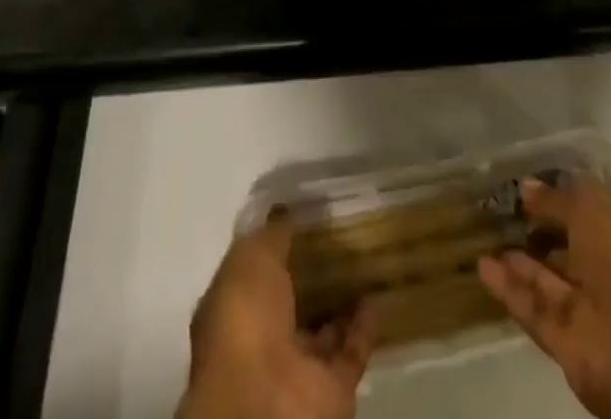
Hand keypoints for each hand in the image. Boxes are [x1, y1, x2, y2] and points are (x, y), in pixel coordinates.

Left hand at [176, 214, 375, 418]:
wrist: (266, 406)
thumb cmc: (245, 323)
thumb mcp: (251, 260)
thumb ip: (271, 235)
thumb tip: (285, 212)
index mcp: (232, 312)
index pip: (254, 273)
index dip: (276, 246)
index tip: (303, 214)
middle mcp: (261, 341)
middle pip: (290, 301)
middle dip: (311, 272)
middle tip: (341, 231)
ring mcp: (297, 368)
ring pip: (323, 327)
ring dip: (341, 298)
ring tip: (365, 256)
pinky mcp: (332, 388)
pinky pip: (352, 351)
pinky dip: (365, 326)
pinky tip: (378, 292)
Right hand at [478, 178, 610, 418]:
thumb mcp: (593, 209)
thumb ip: (559, 199)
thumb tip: (528, 187)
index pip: (595, 211)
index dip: (563, 198)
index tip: (528, 187)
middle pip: (572, 248)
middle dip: (540, 231)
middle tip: (502, 211)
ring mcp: (594, 312)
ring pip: (551, 281)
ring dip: (520, 261)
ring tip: (486, 237)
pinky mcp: (571, 346)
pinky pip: (537, 311)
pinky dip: (511, 290)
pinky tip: (483, 267)